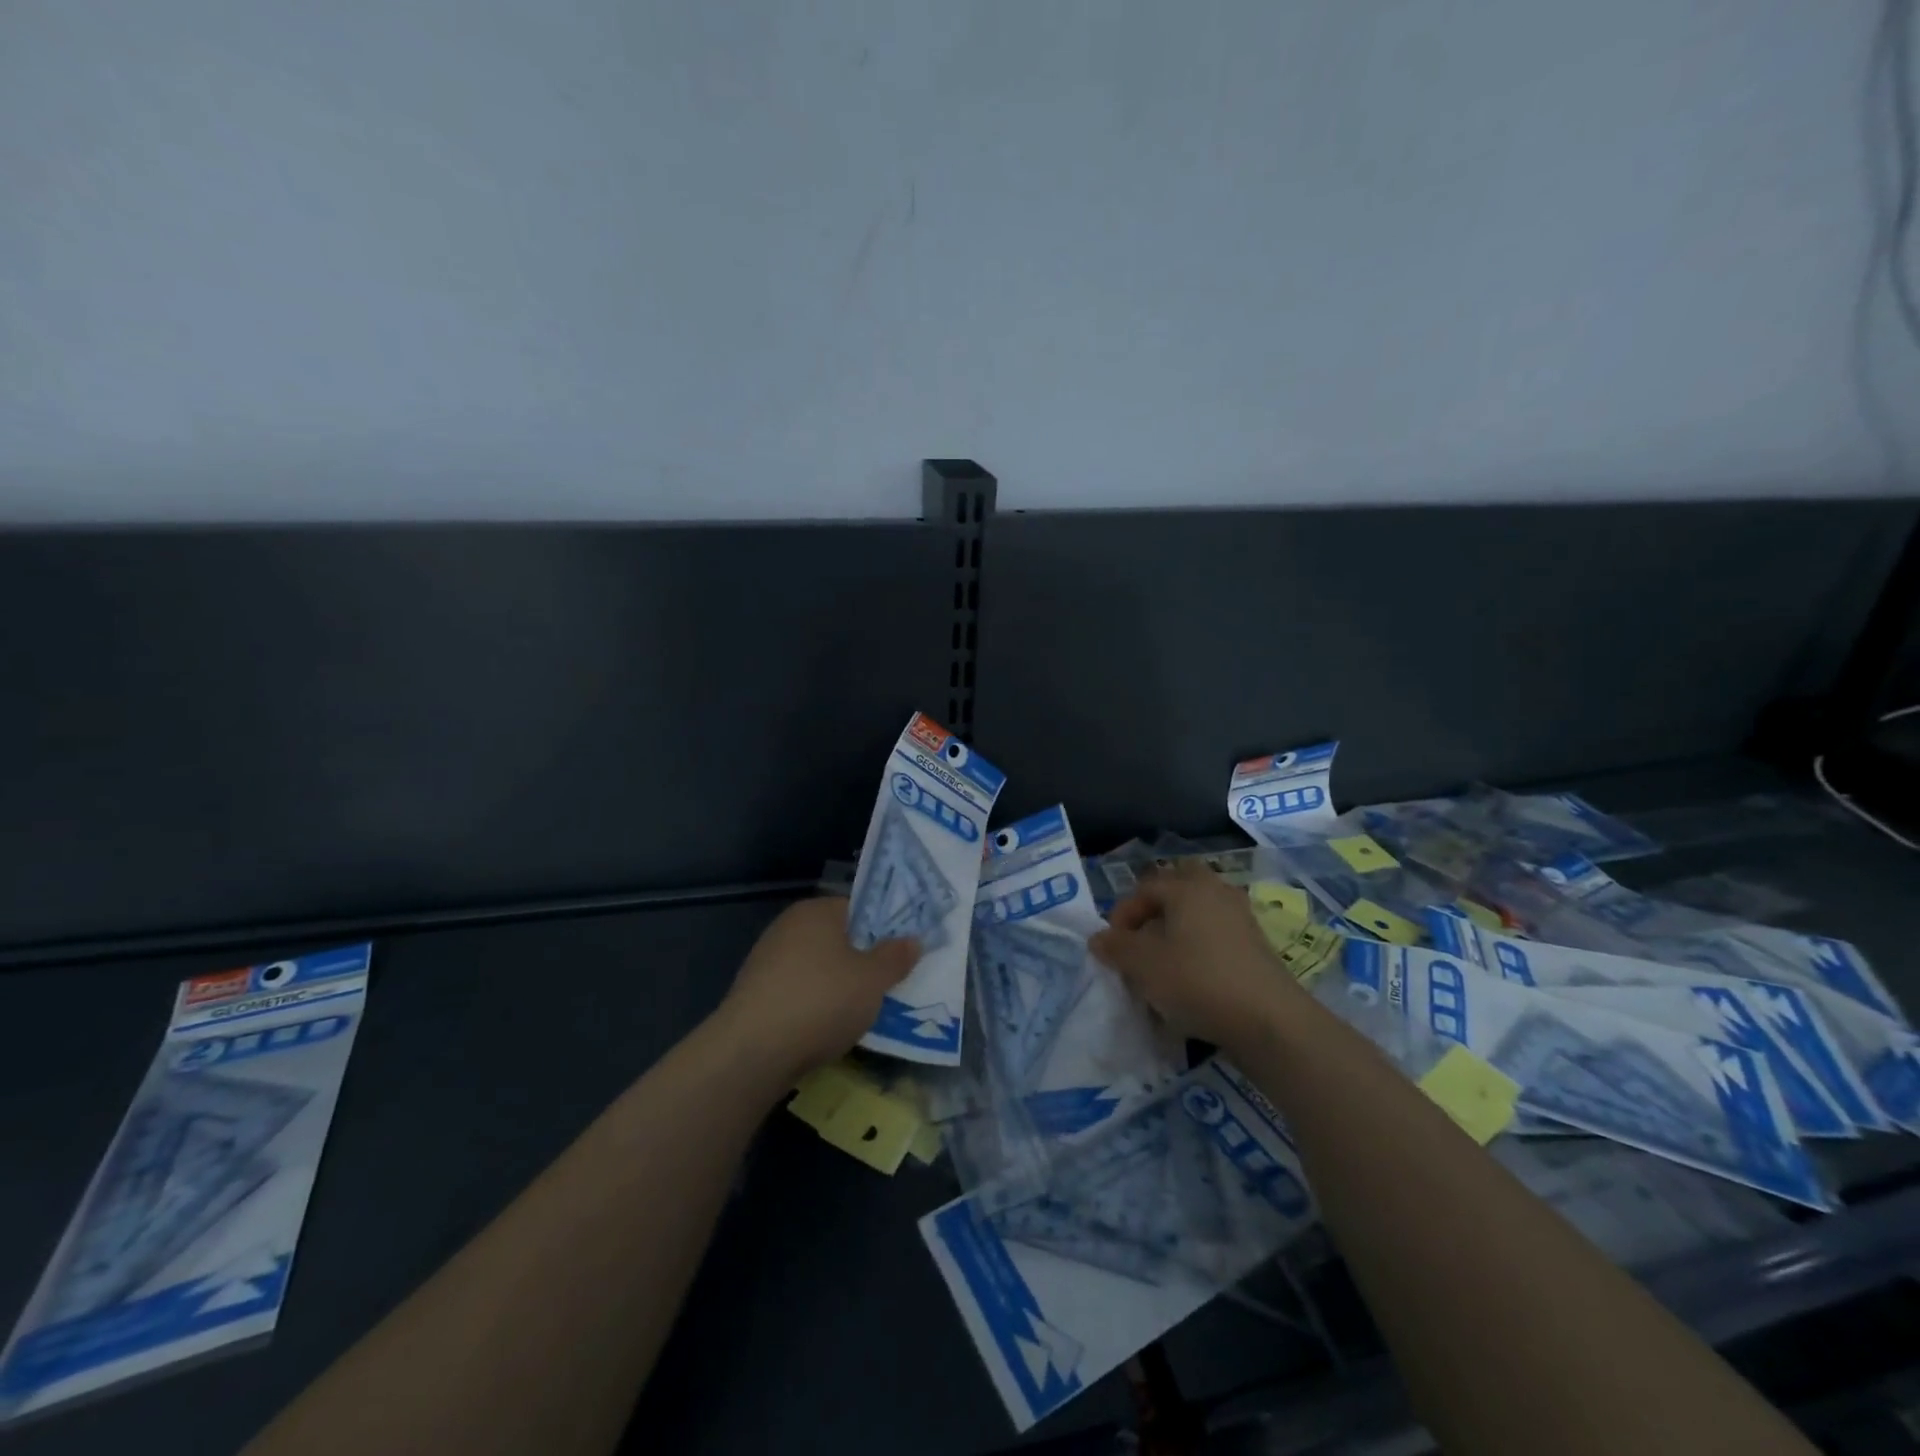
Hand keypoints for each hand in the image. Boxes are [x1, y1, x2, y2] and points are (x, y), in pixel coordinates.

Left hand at [713, 898, 918, 1085]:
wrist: (752, 1053)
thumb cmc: (821, 1001)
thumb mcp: (873, 980)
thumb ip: (895, 957)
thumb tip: (912, 940)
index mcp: (816, 911)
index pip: (857, 908)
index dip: (883, 929)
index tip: (902, 954)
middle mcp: (788, 927)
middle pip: (837, 939)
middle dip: (862, 961)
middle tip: (889, 985)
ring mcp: (767, 961)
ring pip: (818, 969)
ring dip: (839, 987)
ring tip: (863, 1013)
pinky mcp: (755, 995)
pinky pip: (798, 993)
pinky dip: (815, 1007)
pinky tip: (828, 1030)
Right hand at [1089, 861, 1302, 1053]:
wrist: (1269, 1021)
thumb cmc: (1197, 981)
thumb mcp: (1143, 965)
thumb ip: (1116, 947)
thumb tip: (1099, 939)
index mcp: (1187, 888)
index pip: (1145, 888)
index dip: (1122, 914)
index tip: (1113, 946)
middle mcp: (1216, 892)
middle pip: (1178, 890)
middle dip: (1155, 912)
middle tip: (1141, 942)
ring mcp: (1241, 918)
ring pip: (1199, 914)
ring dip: (1177, 932)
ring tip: (1163, 964)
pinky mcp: (1257, 946)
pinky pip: (1217, 937)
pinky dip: (1200, 949)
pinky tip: (1192, 981)